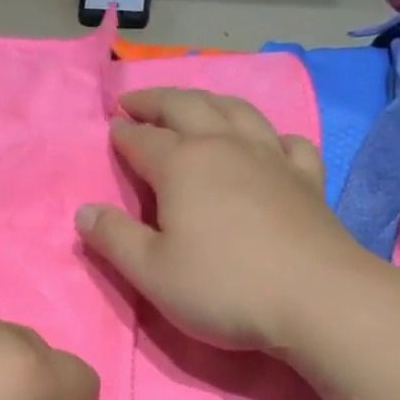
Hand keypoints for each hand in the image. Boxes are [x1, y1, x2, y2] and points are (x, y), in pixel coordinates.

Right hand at [74, 88, 372, 350]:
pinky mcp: (307, 178)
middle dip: (156, 101)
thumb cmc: (224, 287)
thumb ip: (114, 239)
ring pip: (237, 111)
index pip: (142, 139)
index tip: (111, 129)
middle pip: (186, 107)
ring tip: (194, 104)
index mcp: (182, 165)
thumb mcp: (152, 273)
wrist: (316, 298)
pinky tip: (268, 142)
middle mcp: (225, 147)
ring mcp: (271, 158)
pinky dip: (270, 134)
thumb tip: (83, 211)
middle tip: (136, 101)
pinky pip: (288, 141)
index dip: (122, 134)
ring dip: (208, 100)